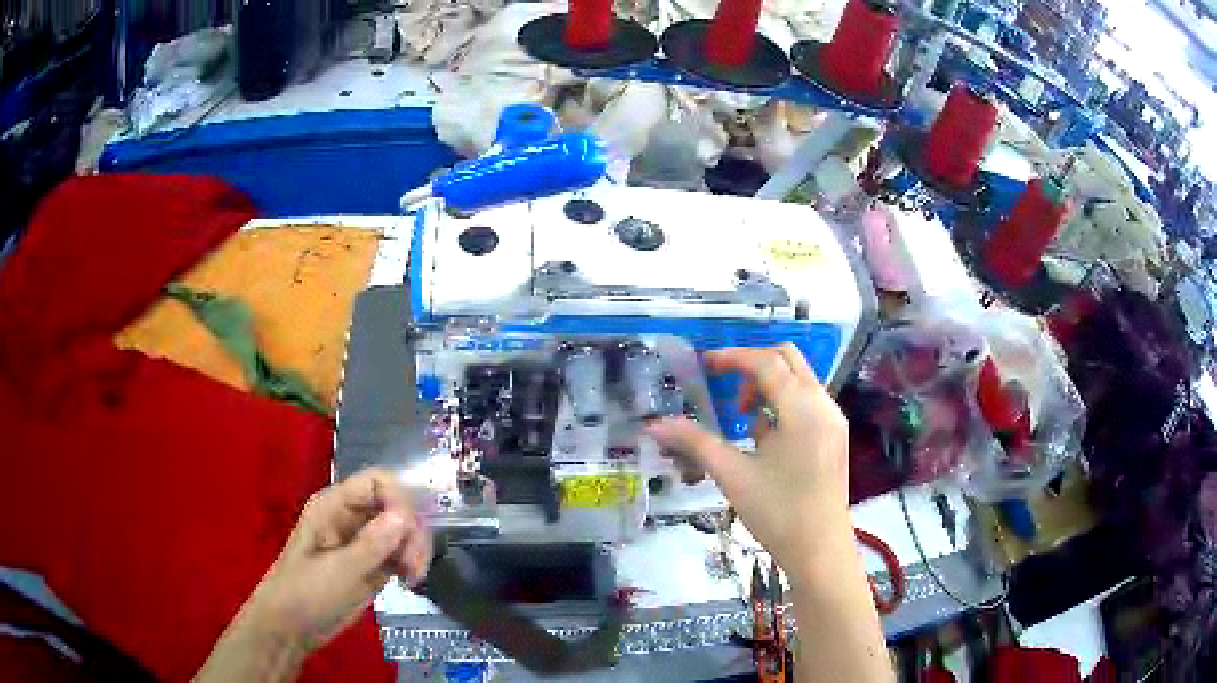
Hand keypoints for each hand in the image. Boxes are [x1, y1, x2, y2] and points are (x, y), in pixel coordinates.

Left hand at [237, 468, 431, 651]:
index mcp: (334, 506)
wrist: (292, 627)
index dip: (400, 499)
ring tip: (413, 578)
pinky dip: (411, 563)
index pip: (377, 482)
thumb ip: (372, 544)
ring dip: (415, 549)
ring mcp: (363, 540)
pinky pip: (400, 552)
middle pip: (395, 505)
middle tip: (415, 567)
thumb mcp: (339, 571)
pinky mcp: (372, 563)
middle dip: (412, 531)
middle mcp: (351, 516)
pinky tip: (410, 583)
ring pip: (403, 530)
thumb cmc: (306, 593)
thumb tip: (405, 516)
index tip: (412, 533)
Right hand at [645, 344, 851, 569]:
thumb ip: (695, 444)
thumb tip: (655, 425)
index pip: (767, 363)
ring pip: (799, 380)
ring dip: (768, 387)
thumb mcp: (733, 476)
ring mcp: (833, 420)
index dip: (733, 358)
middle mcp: (823, 405)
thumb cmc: (778, 513)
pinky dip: (783, 405)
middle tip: (724, 388)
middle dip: (753, 366)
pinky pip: (807, 402)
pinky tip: (765, 440)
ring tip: (742, 421)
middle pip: (788, 360)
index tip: (705, 365)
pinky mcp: (834, 436)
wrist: (820, 551)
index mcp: (802, 409)